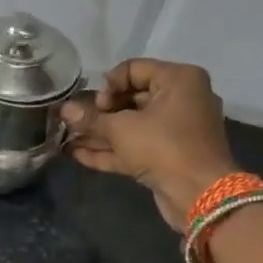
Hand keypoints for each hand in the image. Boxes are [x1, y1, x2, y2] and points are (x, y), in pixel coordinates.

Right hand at [60, 59, 236, 228]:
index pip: (134, 69)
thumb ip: (91, 119)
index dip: (108, 85)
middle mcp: (180, 100)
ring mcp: (174, 131)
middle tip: (76, 122)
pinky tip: (77, 154)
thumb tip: (64, 109)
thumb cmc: (163, 146)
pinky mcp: (167, 156)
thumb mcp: (121, 128)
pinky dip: (110, 150)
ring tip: (67, 138)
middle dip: (99, 113)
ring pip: (131, 126)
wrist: (199, 193)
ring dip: (99, 133)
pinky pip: (135, 146)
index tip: (96, 105)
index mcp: (178, 80)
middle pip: (131, 98)